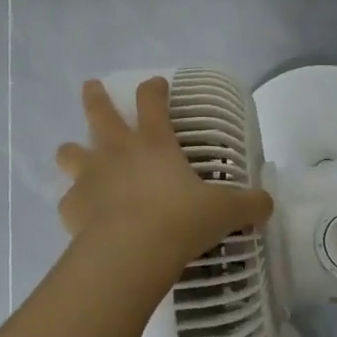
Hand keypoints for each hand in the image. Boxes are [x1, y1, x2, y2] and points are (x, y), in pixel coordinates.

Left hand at [56, 77, 272, 283]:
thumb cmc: (179, 220)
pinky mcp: (71, 207)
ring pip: (69, 151)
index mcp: (154, 142)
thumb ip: (247, 205)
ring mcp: (89, 176)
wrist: (130, 252)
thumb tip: (268, 204)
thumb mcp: (223, 211)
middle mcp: (117, 151)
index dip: (154, 89)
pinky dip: (74, 204)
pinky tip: (82, 214)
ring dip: (72, 150)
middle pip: (99, 112)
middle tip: (90, 85)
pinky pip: (68, 200)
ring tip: (73, 153)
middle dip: (95, 97)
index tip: (156, 83)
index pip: (152, 101)